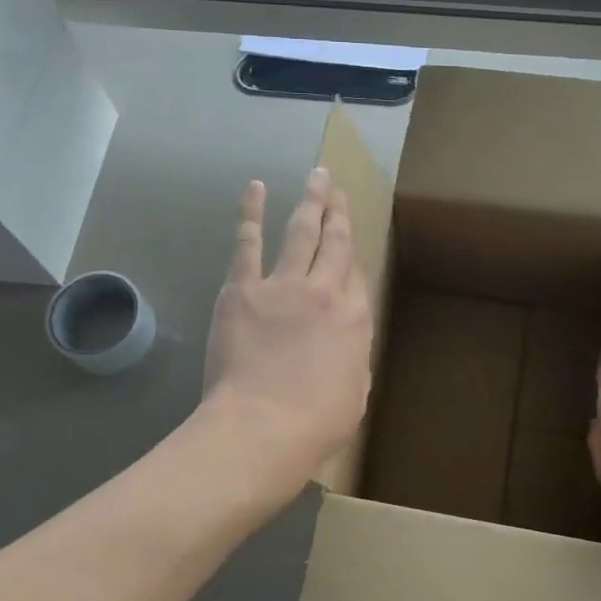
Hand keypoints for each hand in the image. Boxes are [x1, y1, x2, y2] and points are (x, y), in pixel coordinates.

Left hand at [201, 168, 373, 491]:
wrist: (262, 425)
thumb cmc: (315, 424)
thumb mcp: (354, 395)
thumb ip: (351, 360)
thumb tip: (344, 345)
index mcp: (355, 320)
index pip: (357, 278)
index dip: (351, 258)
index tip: (347, 243)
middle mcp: (325, 292)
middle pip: (335, 243)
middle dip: (339, 213)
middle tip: (338, 188)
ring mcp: (283, 285)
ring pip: (302, 232)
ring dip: (311, 201)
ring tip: (317, 175)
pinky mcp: (243, 288)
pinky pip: (249, 242)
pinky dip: (252, 213)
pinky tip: (256, 189)